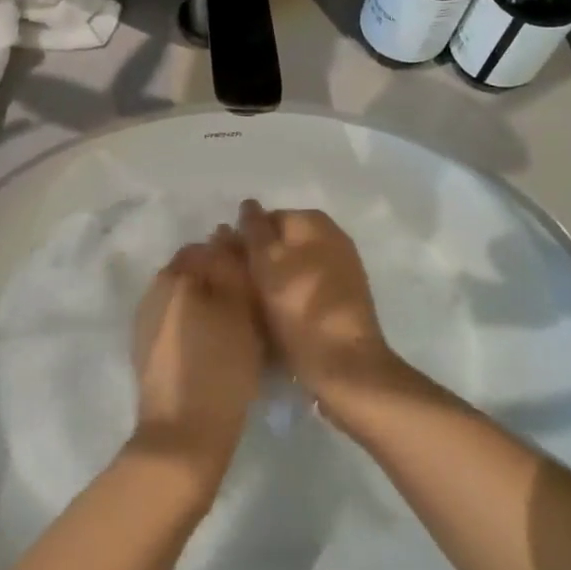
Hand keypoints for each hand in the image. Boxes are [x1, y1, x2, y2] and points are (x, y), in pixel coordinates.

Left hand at [130, 232, 267, 488]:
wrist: (182, 436)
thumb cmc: (219, 367)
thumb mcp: (238, 309)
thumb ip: (231, 265)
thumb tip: (224, 232)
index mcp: (175, 274)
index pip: (209, 246)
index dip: (236, 256)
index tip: (258, 278)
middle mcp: (154, 288)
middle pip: (194, 269)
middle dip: (220, 277)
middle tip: (251, 304)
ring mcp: (146, 319)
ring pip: (185, 295)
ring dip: (208, 300)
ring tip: (236, 327)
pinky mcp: (146, 348)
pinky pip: (176, 319)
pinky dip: (195, 323)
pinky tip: (214, 346)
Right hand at [235, 200, 404, 415]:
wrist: (345, 365)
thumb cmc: (299, 307)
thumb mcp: (266, 261)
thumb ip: (253, 229)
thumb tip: (248, 204)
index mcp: (314, 222)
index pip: (267, 219)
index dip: (243, 240)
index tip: (225, 265)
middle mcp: (332, 238)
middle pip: (281, 243)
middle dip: (257, 260)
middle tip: (234, 286)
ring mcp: (340, 270)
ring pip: (292, 268)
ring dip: (271, 281)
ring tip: (249, 306)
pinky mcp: (342, 301)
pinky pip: (305, 289)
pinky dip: (289, 298)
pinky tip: (273, 318)